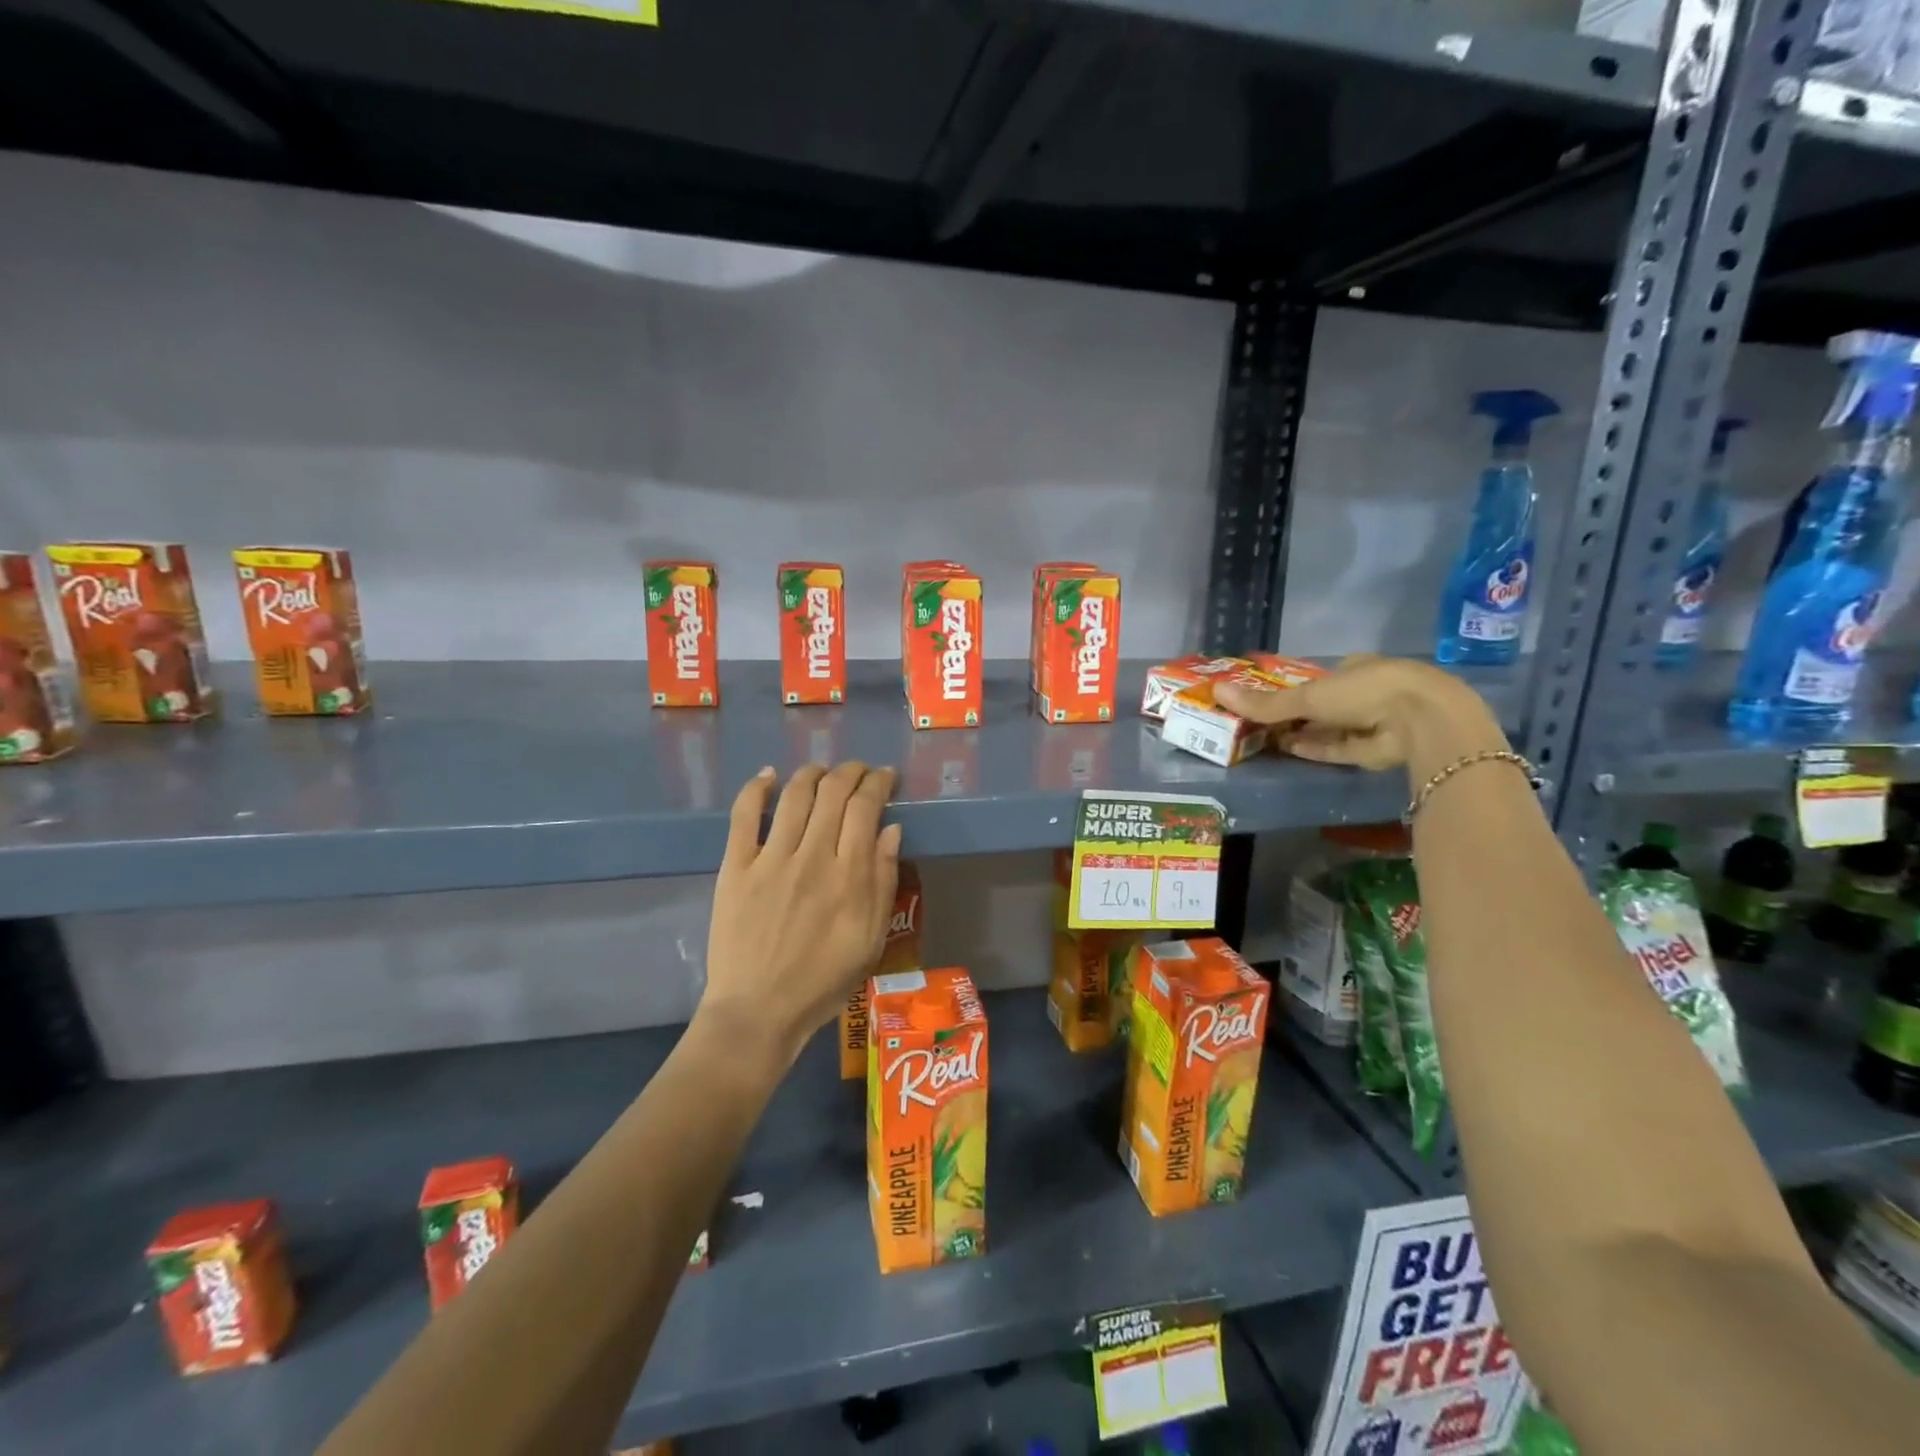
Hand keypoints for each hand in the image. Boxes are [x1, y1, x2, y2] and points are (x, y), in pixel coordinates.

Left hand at [700, 762, 902, 1067]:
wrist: (758, 1011)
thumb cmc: (823, 981)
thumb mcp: (871, 939)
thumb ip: (883, 881)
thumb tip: (891, 829)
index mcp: (849, 875)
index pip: (865, 807)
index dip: (878, 782)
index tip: (885, 776)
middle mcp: (811, 857)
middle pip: (833, 792)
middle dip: (850, 771)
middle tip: (858, 770)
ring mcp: (770, 859)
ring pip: (794, 796)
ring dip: (811, 773)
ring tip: (821, 770)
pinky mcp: (735, 868)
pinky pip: (743, 817)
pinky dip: (755, 789)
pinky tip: (767, 776)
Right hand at [1212, 655, 1506, 780]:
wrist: (1421, 721)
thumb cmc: (1365, 691)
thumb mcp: (1308, 696)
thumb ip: (1265, 702)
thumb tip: (1216, 691)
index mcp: (1357, 667)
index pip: (1322, 677)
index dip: (1295, 688)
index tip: (1268, 698)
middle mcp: (1367, 692)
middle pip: (1324, 705)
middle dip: (1296, 714)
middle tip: (1259, 722)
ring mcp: (1374, 722)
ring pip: (1330, 729)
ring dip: (1302, 734)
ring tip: (1266, 739)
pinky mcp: (1376, 750)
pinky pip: (1339, 749)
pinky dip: (1316, 749)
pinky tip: (1289, 750)